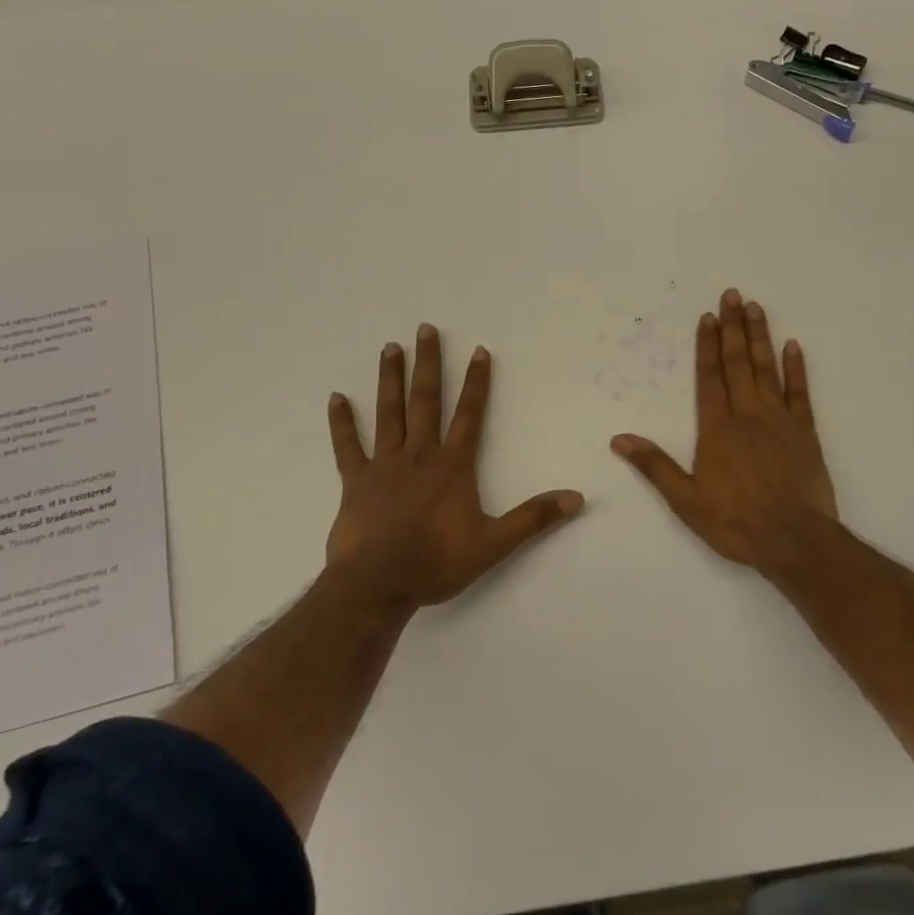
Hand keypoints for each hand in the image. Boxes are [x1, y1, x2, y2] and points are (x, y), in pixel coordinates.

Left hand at [326, 324, 583, 608]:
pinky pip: (347, 446)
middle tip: (425, 329)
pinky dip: (342, 423)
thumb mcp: (494, 543)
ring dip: (390, 379)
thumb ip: (534, 518)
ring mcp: (384, 465)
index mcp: (452, 465)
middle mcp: (419, 455)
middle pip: (425, 400)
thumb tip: (577, 498)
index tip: (478, 351)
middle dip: (428, 364)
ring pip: (388, 413)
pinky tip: (336, 398)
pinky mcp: (355, 482)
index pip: (469, 414)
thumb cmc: (437, 562)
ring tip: (390, 347)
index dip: (476, 382)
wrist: (378, 585)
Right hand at [611, 289, 837, 569]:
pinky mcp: (805, 432)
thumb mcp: (686, 500)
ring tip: (756, 307)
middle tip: (732, 294)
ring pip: (767, 369)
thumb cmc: (736, 522)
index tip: (708, 316)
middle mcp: (747, 414)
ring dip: (760, 336)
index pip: (709, 377)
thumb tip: (619, 440)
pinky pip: (800, 392)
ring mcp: (779, 420)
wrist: (794, 540)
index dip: (707, 345)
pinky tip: (794, 345)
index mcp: (717, 428)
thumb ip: (655, 466)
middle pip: (738, 362)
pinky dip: (797, 368)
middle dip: (733, 327)